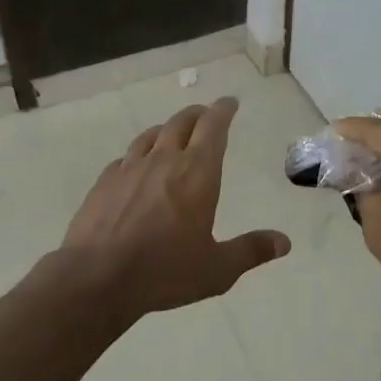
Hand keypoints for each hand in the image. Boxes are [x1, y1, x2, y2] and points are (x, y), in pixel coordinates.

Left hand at [62, 97, 289, 321]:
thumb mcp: (217, 269)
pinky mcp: (104, 182)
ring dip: (167, 130)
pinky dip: (139, 154)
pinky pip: (126, 157)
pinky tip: (136, 167)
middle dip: (198, 115)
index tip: (230, 103)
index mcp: (197, 173)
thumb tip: (284, 242)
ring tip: (173, 135)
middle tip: (206, 116)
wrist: (96, 277)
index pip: (213, 127)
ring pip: (151, 135)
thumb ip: (251, 251)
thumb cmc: (164, 271)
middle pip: (182, 123)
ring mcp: (129, 168)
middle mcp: (163, 160)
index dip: (223, 111)